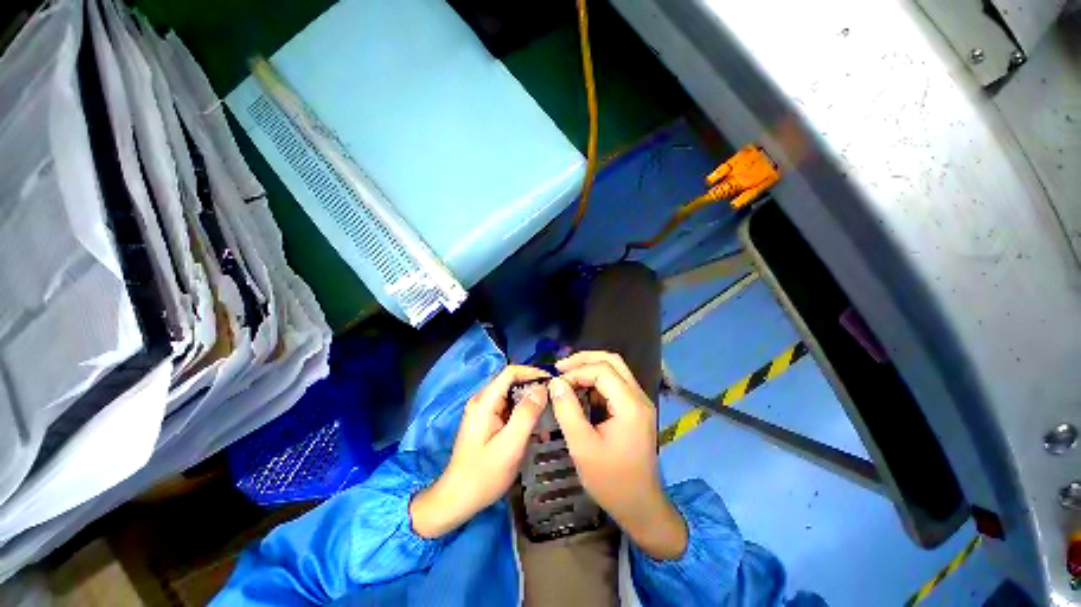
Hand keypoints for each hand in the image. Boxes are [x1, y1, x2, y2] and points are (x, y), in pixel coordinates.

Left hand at [410, 365, 549, 538]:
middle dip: (534, 391)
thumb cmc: (483, 475)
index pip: (511, 372)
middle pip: (512, 383)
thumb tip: (542, 388)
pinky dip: (523, 416)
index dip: (533, 373)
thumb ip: (527, 414)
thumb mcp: (510, 445)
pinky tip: (535, 432)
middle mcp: (483, 401)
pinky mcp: (486, 422)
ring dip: (531, 406)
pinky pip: (509, 410)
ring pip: (512, 397)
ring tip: (548, 421)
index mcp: (485, 401)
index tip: (553, 383)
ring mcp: (483, 411)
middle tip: (555, 404)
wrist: (456, 500)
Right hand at [548, 352, 686, 559]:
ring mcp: (639, 402)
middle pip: (612, 361)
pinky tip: (581, 391)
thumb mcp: (582, 446)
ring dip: (590, 368)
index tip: (556, 384)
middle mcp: (638, 397)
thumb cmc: (611, 480)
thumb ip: (567, 410)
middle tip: (560, 367)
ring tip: (567, 376)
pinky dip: (596, 381)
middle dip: (584, 360)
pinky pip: (615, 384)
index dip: (576, 371)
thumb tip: (556, 383)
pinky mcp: (635, 409)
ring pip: (615, 369)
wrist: (640, 506)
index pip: (602, 370)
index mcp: (630, 405)